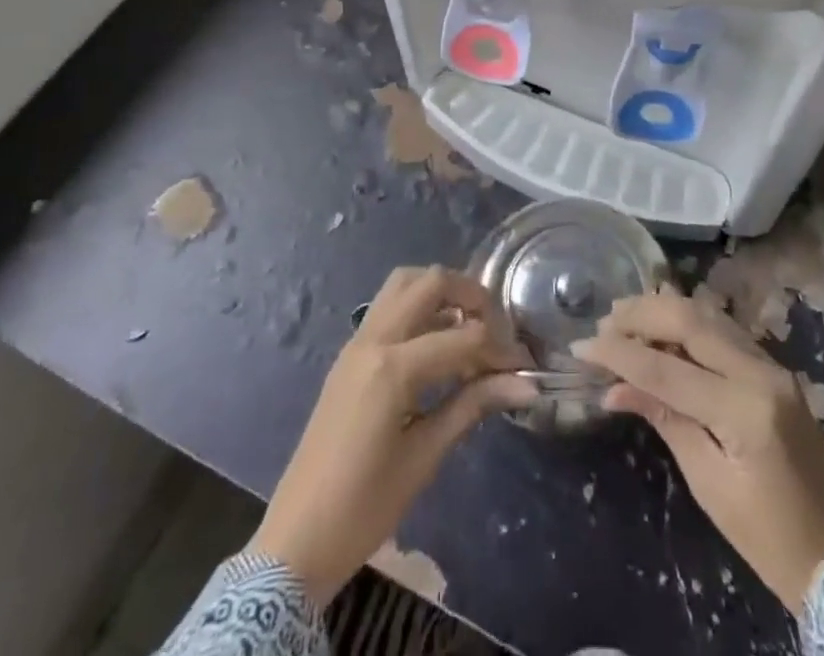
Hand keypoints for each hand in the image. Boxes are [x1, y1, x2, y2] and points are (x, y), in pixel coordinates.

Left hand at [250, 265, 534, 607]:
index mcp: (392, 367)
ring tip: (469, 325)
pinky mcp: (350, 354)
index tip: (525, 367)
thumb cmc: (365, 507)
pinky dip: (419, 307)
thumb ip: (473, 406)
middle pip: (431, 283)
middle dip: (472, 295)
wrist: (296, 541)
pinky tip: (439, 342)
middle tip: (498, 329)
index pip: (463, 336)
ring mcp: (357, 343)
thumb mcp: (425, 457)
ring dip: (441, 291)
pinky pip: (388, 306)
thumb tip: (526, 384)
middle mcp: (373, 339)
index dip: (500, 348)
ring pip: (404, 283)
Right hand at [574, 288, 823, 611]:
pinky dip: (688, 321)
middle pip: (691, 321)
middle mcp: (761, 373)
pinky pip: (724, 329)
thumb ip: (663, 419)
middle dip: (642, 315)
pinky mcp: (774, 367)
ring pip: (709, 315)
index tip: (582, 346)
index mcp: (744, 410)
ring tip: (625, 315)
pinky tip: (662, 325)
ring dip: (664, 310)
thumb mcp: (706, 481)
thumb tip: (612, 387)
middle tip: (604, 320)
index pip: (668, 369)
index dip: (620, 354)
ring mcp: (772, 365)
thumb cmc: (763, 534)